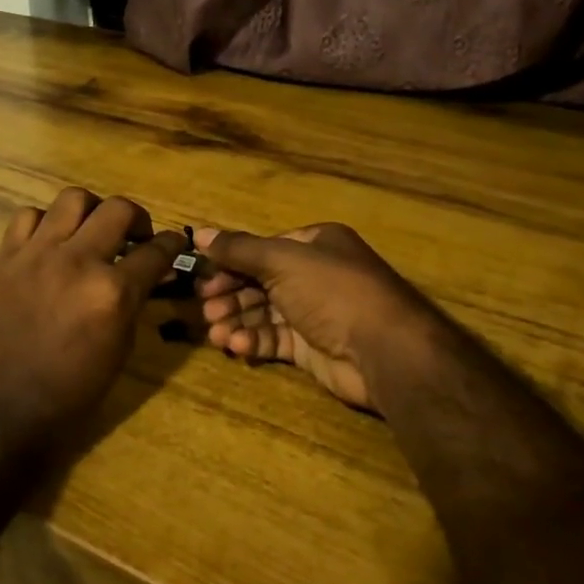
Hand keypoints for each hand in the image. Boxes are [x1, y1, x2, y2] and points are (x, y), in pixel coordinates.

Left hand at [0, 189, 186, 449]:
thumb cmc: (76, 387)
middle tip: (135, 236)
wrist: (10, 405)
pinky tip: (50, 242)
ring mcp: (37, 255)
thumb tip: (152, 269)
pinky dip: (45, 223)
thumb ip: (136, 298)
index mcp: (112, 292)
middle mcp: (78, 262)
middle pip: (118, 209)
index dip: (172, 243)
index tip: (175, 242)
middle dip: (137, 218)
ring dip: (91, 211)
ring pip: (72, 199)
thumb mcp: (122, 345)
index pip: (156, 251)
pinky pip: (28, 216)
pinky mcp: (6, 258)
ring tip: (91, 230)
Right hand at [195, 223, 458, 412]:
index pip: (262, 250)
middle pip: (261, 282)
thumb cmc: (332, 291)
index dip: (230, 263)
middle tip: (205, 311)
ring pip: (265, 313)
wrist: (384, 350)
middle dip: (231, 296)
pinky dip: (255, 341)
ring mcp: (315, 313)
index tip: (202, 278)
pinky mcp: (313, 348)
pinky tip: (237, 346)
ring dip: (238, 321)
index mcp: (315, 244)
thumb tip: (199, 233)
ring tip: (216, 334)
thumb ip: (238, 249)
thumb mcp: (281, 261)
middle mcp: (315, 275)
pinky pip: (276, 339)